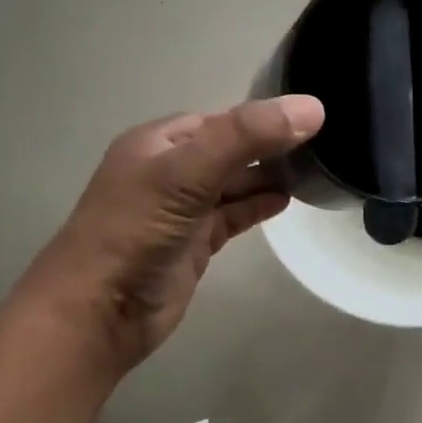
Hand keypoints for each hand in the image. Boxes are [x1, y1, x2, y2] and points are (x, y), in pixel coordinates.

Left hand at [15, 95, 323, 373]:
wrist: (99, 313)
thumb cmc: (136, 232)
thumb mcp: (187, 174)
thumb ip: (245, 138)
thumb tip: (312, 108)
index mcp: (159, 143)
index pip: (221, 119)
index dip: (262, 117)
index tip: (312, 118)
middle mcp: (169, 171)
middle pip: (230, 150)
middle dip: (269, 146)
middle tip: (322, 145)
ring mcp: (182, 209)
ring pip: (234, 183)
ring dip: (267, 176)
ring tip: (313, 171)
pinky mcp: (194, 244)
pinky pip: (233, 216)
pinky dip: (258, 207)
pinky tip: (286, 201)